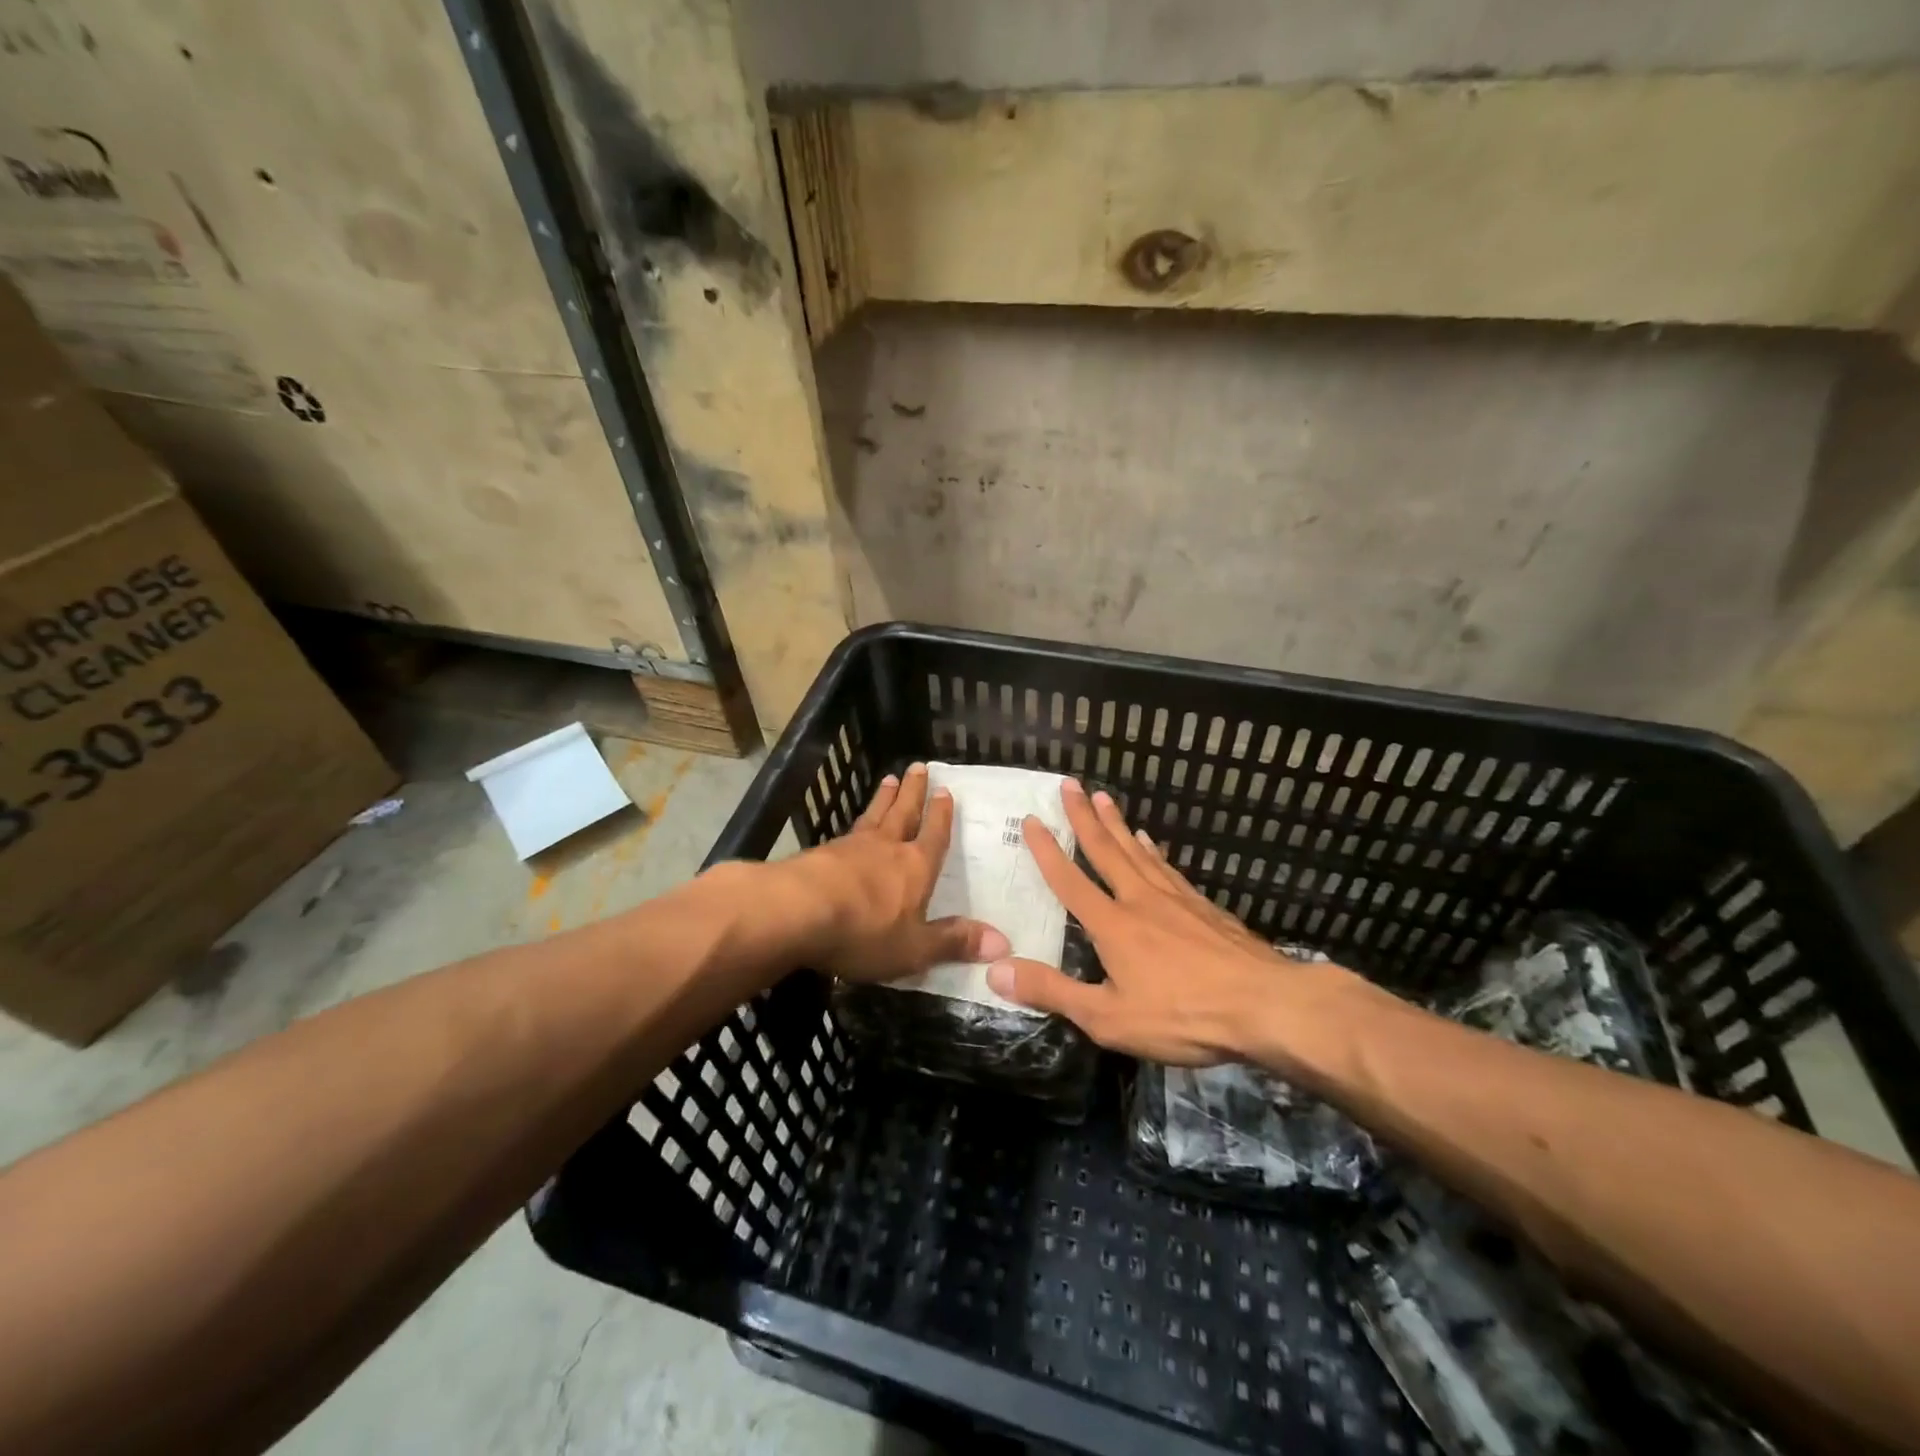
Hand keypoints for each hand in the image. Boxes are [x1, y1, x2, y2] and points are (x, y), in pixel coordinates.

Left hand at [779, 762, 1009, 980]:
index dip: (941, 815)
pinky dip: (855, 823)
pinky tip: (851, 826)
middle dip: (913, 792)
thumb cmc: (865, 931)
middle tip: (918, 766)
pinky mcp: (820, 854)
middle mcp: (887, 848)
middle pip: (904, 813)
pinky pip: (846, 831)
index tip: (945, 790)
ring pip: (874, 816)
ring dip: (884, 798)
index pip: (934, 836)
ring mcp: (851, 847)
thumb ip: (953, 942)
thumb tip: (1002, 942)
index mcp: (916, 867)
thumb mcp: (915, 948)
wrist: (797, 911)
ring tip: (889, 779)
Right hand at [985, 780, 1354, 1065]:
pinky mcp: (1205, 907)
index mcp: (1112, 925)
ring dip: (1118, 824)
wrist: (1265, 1005)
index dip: (1047, 850)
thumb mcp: (1108, 1017)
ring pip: (1138, 852)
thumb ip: (1052, 992)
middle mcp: (1140, 900)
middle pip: (1106, 850)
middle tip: (1070, 783)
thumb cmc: (1182, 1015)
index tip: (1032, 818)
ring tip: (1103, 799)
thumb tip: (995, 970)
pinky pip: (1169, 868)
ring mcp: (1176, 899)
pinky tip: (1152, 843)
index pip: (1070, 880)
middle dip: (1083, 817)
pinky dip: (1154, 851)